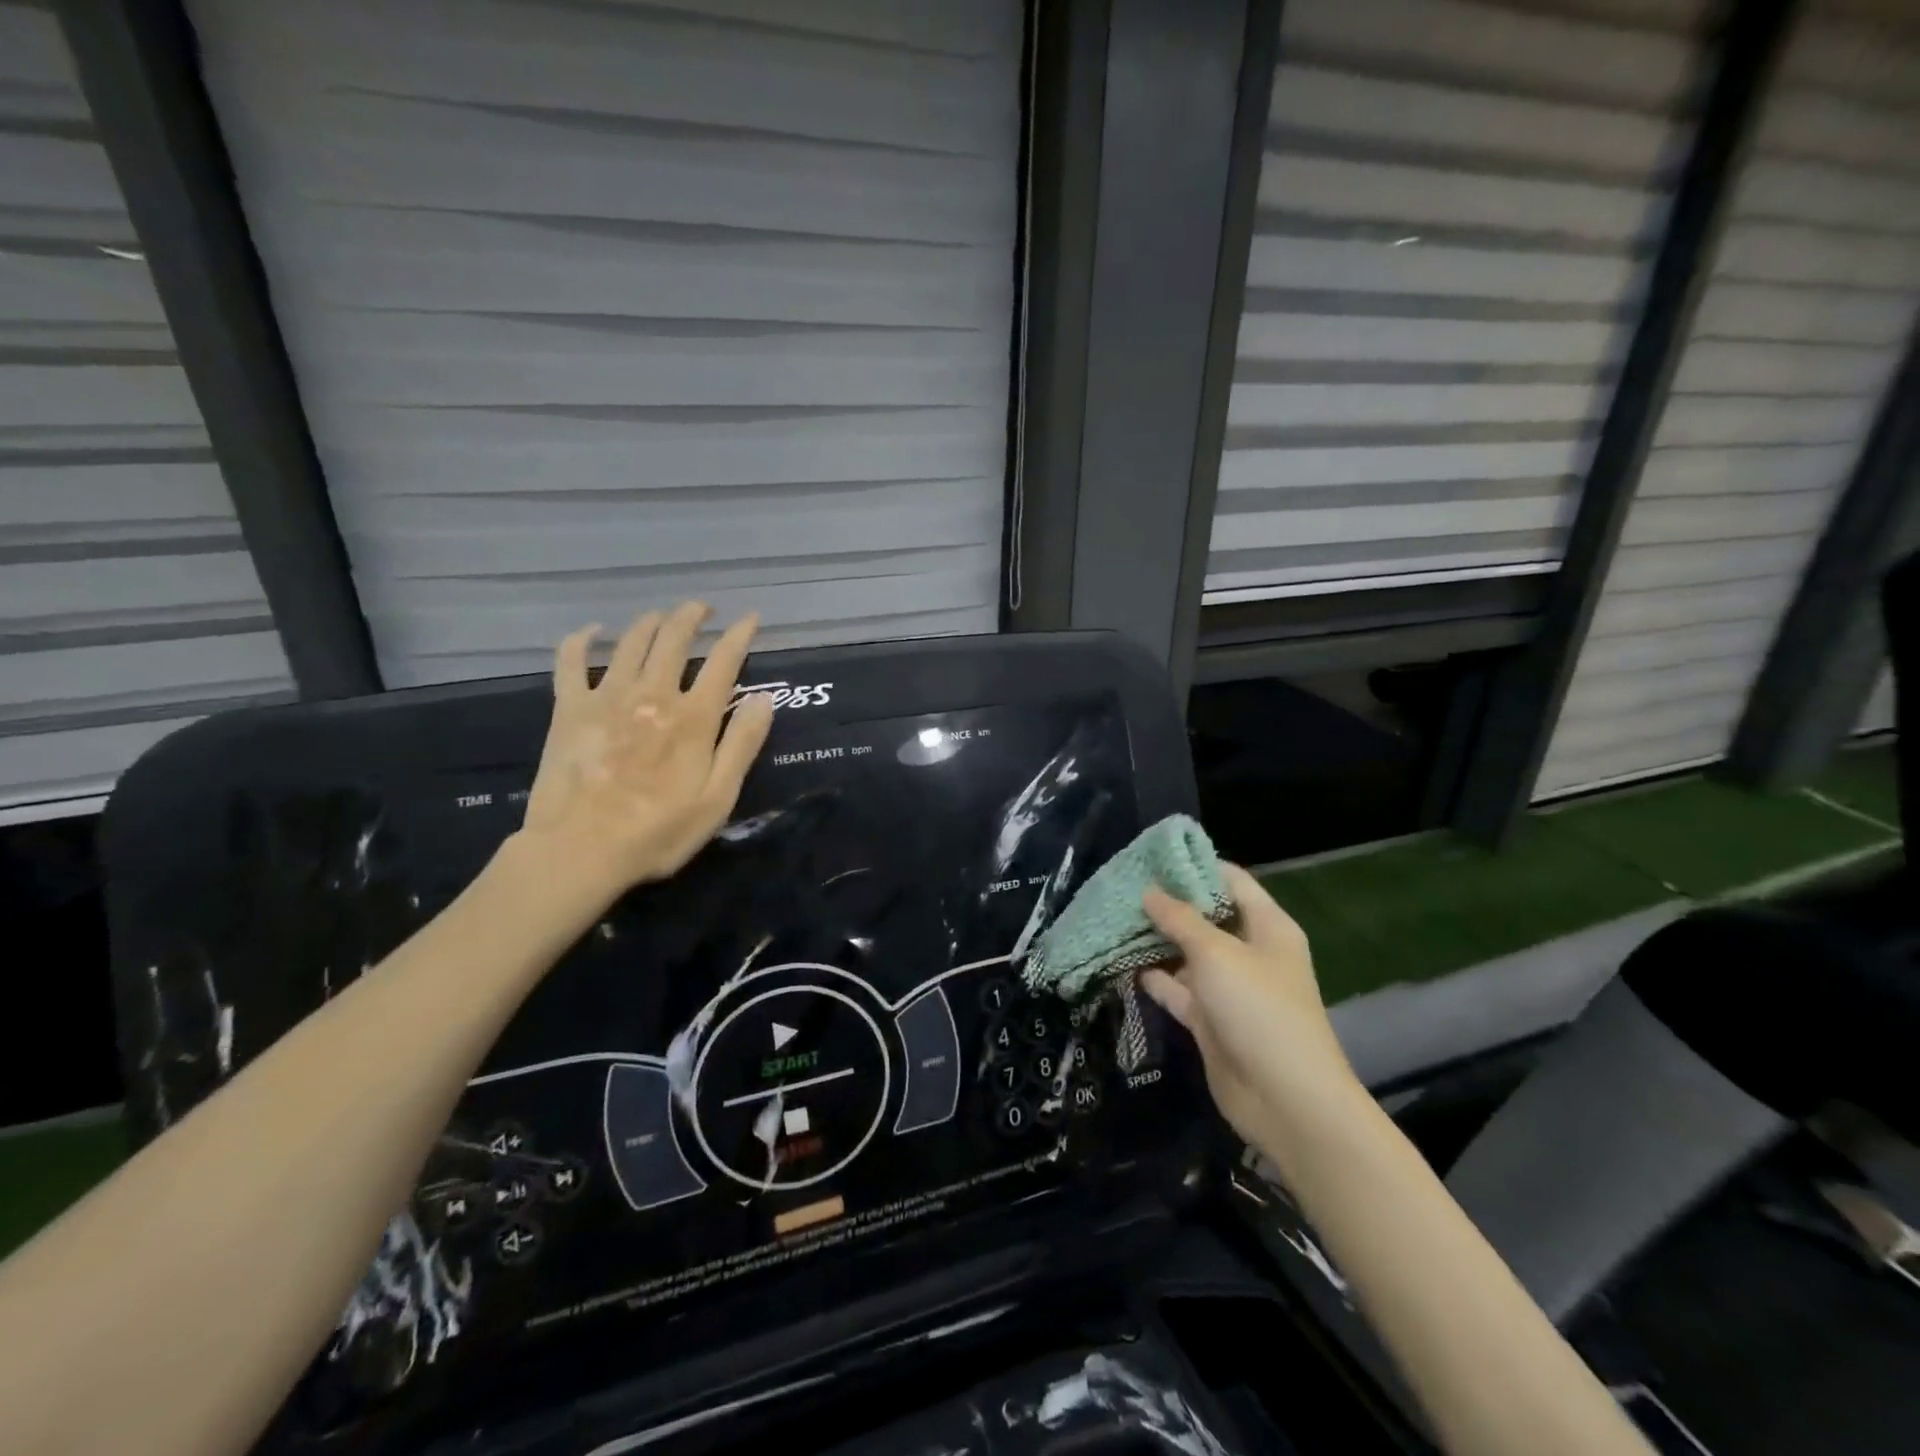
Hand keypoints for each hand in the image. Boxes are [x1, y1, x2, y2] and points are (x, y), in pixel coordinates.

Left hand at [516, 602, 774, 910]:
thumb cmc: (659, 832)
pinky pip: (571, 660)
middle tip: (702, 608)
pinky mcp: (570, 708)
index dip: (740, 635)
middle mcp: (653, 694)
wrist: (581, 850)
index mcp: (694, 717)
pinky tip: (593, 632)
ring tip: (661, 616)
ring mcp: (607, 697)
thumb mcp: (718, 798)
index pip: (724, 662)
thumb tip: (764, 699)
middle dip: (692, 616)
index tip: (750, 618)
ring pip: (631, 641)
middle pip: (675, 639)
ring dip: (650, 622)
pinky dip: (583, 639)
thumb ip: (743, 745)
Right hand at [1139, 864, 1363, 1163]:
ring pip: (1186, 954)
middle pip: (1205, 916)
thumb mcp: (1217, 953)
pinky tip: (1120, 962)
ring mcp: (1228, 988)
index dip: (1196, 866)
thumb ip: (1179, 919)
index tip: (1153, 855)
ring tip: (1112, 918)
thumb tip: (1149, 891)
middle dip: (1167, 903)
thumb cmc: (1258, 1009)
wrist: (1285, 1099)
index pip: (1231, 881)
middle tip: (1122, 886)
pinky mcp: (1210, 1019)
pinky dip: (1153, 978)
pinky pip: (1177, 989)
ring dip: (1155, 940)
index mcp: (1267, 927)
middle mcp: (1249, 952)